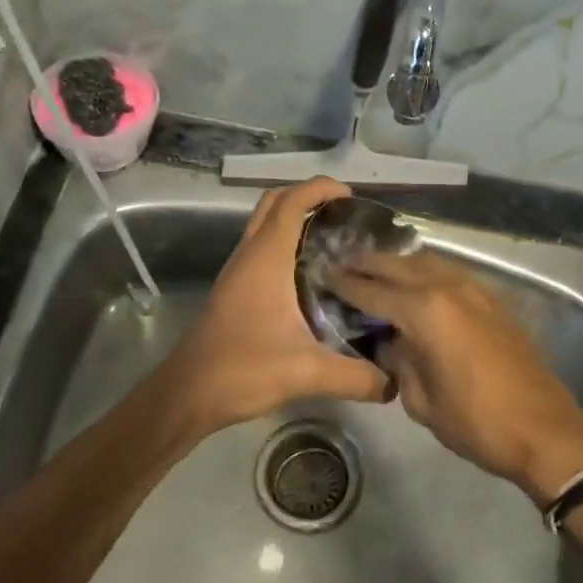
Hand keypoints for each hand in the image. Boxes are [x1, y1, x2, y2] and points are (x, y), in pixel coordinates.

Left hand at [158, 178, 390, 436]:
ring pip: (265, 224)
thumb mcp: (306, 373)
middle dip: (308, 196)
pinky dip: (285, 243)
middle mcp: (249, 255)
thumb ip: (356, 377)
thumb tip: (395, 384)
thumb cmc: (242, 370)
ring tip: (334, 239)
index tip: (352, 196)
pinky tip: (310, 274)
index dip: (320, 189)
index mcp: (266, 259)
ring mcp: (238, 271)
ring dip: (294, 219)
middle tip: (344, 215)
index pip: (292, 202)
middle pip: (275, 203)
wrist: (187, 393)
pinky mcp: (234, 288)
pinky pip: (261, 248)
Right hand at [325, 251, 582, 504]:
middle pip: (399, 265)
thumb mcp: (421, 401)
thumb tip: (388, 343)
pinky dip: (427, 273)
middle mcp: (448, 288)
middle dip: (368, 263)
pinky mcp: (494, 301)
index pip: (373, 291)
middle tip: (342, 262)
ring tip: (376, 269)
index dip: (345, 284)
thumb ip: (398, 362)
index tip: (323, 275)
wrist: (545, 432)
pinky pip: (451, 274)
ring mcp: (476, 290)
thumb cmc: (476, 422)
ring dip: (399, 264)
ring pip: (428, 263)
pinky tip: (417, 286)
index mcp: (425, 311)